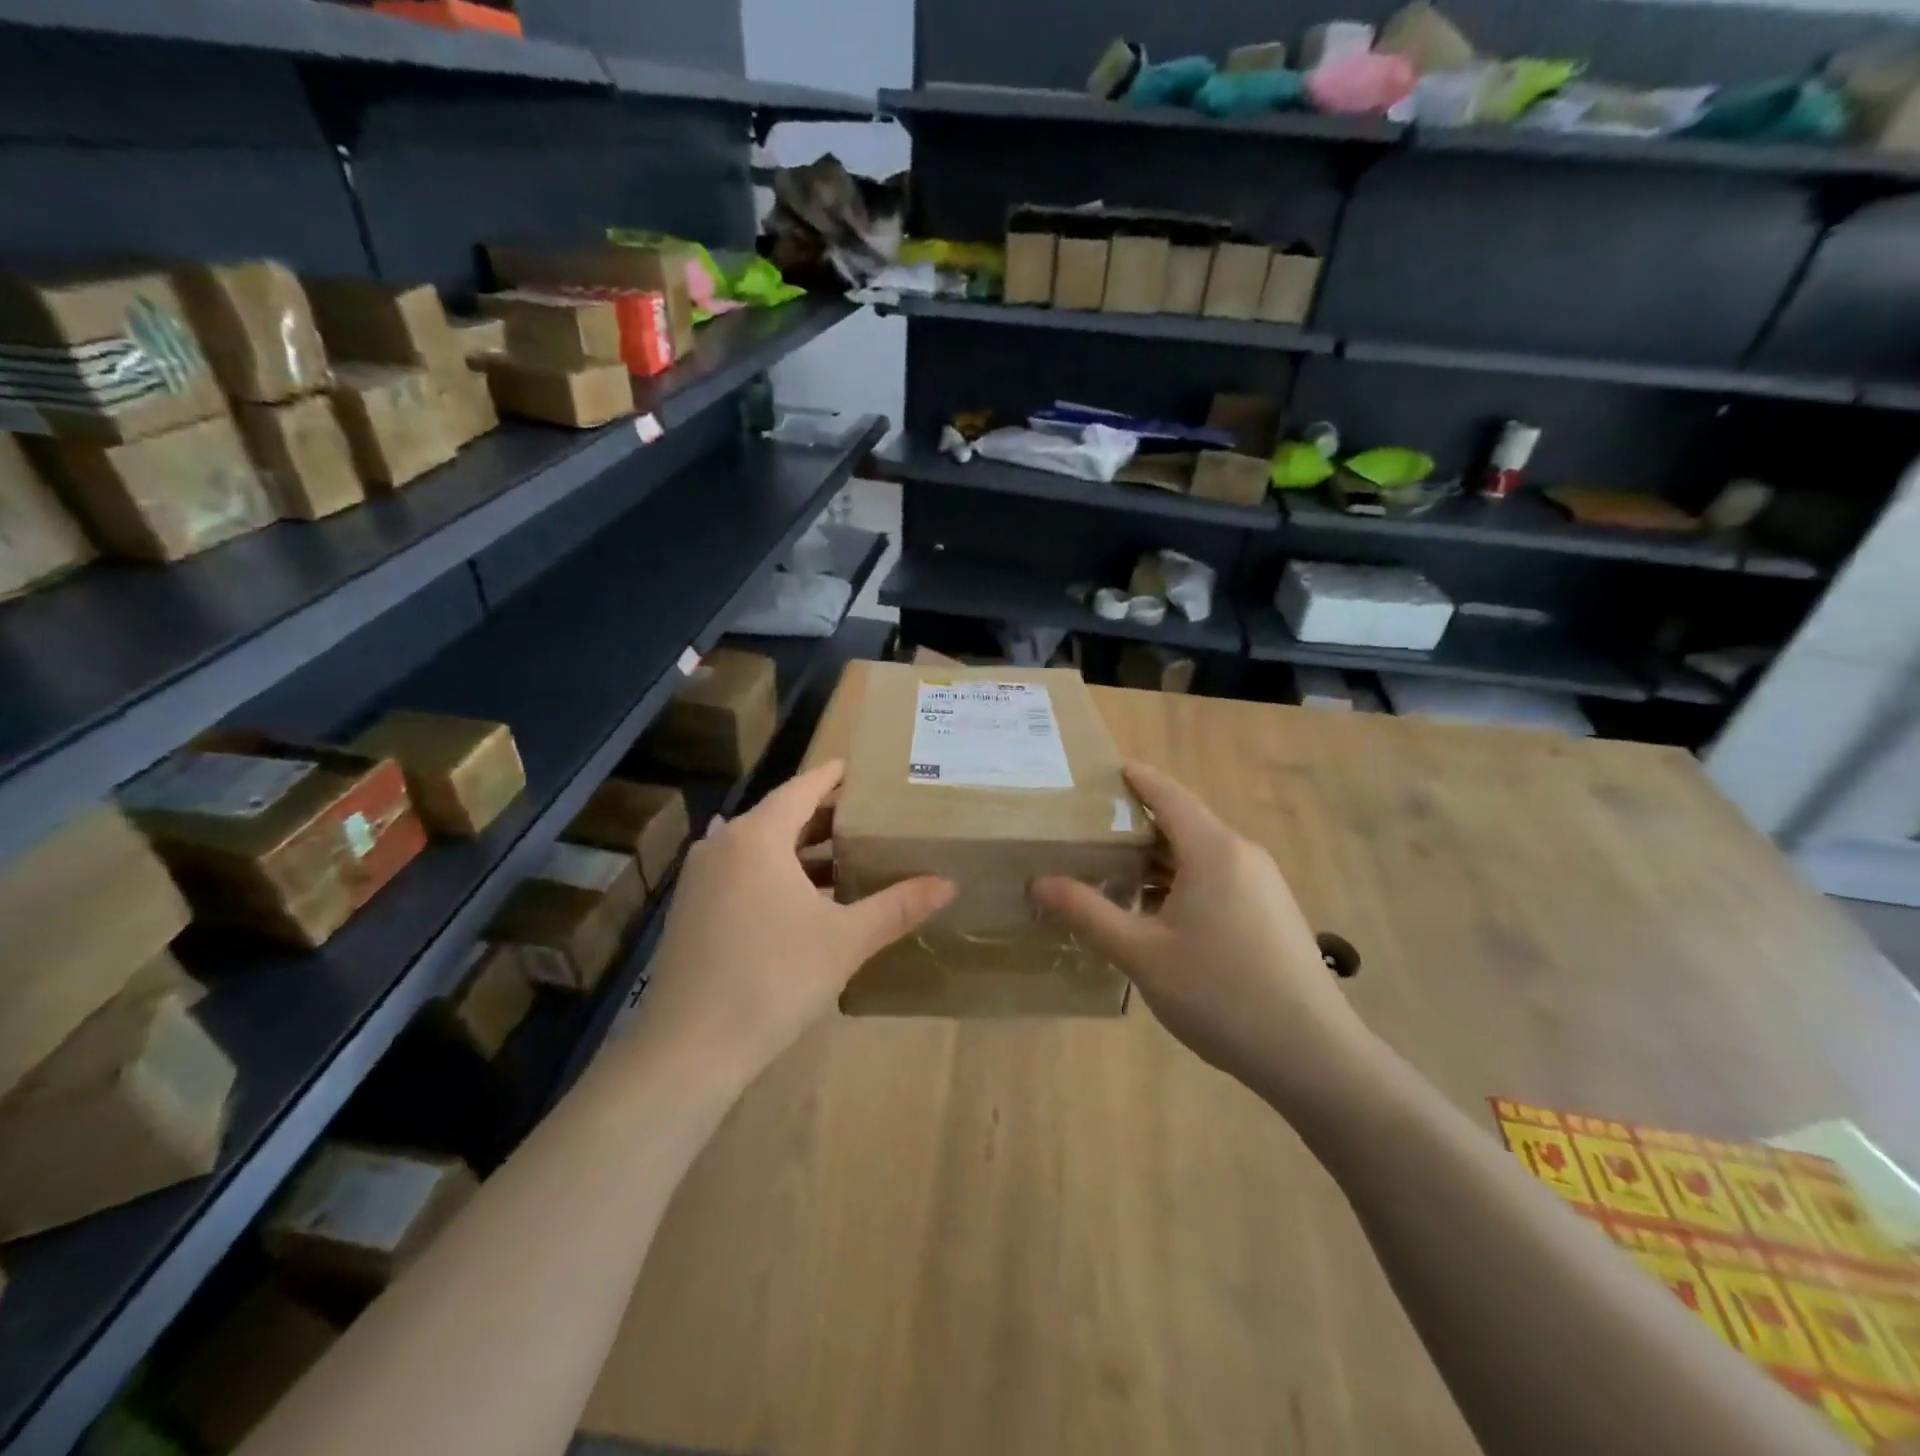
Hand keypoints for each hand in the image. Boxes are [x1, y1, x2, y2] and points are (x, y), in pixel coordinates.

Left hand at [632, 760, 953, 1088]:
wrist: (689, 1049)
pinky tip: (803, 896)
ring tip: (845, 855)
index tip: (860, 768)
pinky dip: (775, 873)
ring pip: (759, 847)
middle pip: (780, 815)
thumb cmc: (774, 979)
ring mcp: (701, 878)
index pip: (802, 789)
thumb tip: (948, 884)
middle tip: (867, 816)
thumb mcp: (845, 940)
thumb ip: (897, 906)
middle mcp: (723, 845)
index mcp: (757, 836)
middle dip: (823, 815)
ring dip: (800, 848)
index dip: (833, 776)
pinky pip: (742, 872)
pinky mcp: (692, 910)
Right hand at [1032, 763, 1373, 1106]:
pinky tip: (1157, 913)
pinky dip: (1183, 881)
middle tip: (1090, 831)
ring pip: (1201, 855)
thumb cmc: (1219, 993)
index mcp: (1213, 850)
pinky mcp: (1272, 912)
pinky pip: (1219, 879)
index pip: (1168, 795)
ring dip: (1159, 859)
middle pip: (1184, 823)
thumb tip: (1039, 883)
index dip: (1136, 779)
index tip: (1105, 769)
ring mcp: (1263, 884)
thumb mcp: (1141, 953)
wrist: (1311, 1054)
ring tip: (1114, 872)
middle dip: (1137, 824)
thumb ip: (1088, 913)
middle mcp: (1242, 855)